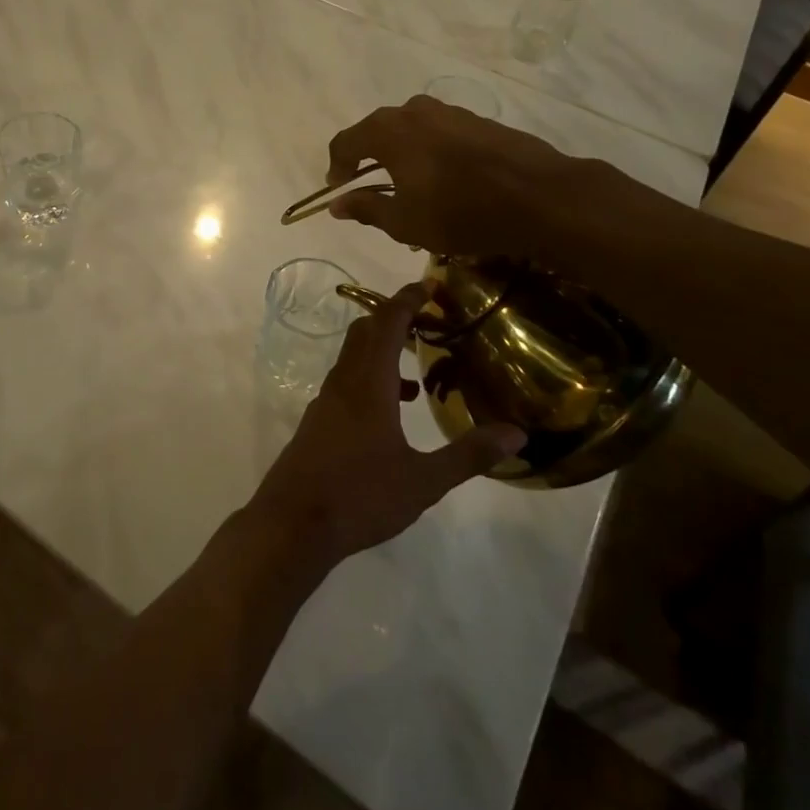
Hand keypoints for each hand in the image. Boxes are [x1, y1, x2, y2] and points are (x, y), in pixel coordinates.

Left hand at [249, 284, 524, 568]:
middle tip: (428, 323)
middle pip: (365, 332)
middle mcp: (343, 382)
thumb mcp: (423, 480)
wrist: (293, 523)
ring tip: (418, 372)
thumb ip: (468, 455)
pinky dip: (370, 379)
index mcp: (368, 383)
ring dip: (382, 352)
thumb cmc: (360, 496)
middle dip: (394, 320)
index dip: (406, 299)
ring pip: (353, 358)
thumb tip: (516, 433)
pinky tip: (391, 413)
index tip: (428, 285)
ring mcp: (326, 401)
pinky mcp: (318, 422)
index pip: (386, 324)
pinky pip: (346, 382)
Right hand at [324, 95, 629, 257]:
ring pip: (410, 130)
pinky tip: (445, 180)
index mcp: (388, 131)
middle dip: (368, 159)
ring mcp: (449, 112)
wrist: (541, 197)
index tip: (340, 191)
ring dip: (401, 155)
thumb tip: (338, 204)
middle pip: (377, 131)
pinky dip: (430, 152)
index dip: (337, 168)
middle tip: (372, 190)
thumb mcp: (405, 222)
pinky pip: (439, 133)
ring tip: (411, 187)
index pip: (345, 142)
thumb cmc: (461, 212)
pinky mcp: (478, 120)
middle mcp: (413, 111)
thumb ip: (367, 209)